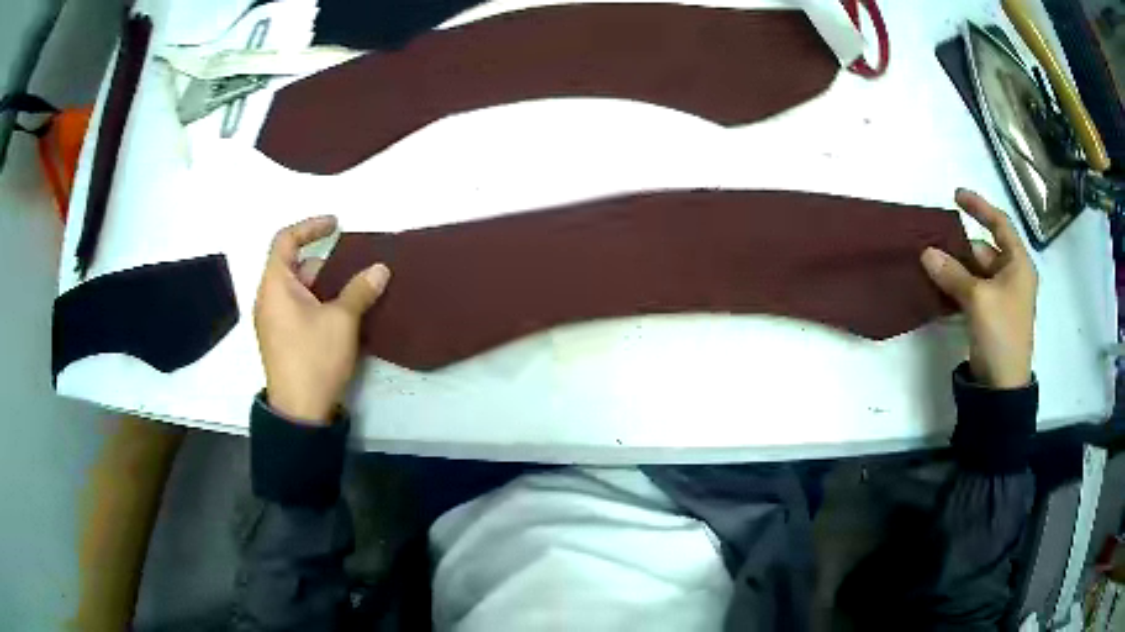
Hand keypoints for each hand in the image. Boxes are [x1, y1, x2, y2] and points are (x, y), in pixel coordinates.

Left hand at [254, 216, 389, 423]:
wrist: (299, 412)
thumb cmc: (314, 358)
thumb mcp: (342, 321)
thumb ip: (359, 290)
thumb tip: (380, 269)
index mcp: (275, 285)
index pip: (285, 240)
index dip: (310, 226)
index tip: (336, 225)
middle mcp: (268, 298)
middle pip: (293, 265)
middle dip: (323, 260)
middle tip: (352, 265)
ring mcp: (272, 320)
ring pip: (296, 288)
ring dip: (322, 284)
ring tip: (352, 289)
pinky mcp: (279, 338)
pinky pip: (296, 307)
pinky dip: (316, 301)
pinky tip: (339, 313)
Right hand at [920, 189, 1037, 388]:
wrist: (1003, 388)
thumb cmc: (1001, 335)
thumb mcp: (978, 299)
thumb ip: (952, 273)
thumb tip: (926, 252)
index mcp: (1019, 264)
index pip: (1000, 224)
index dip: (979, 207)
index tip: (955, 195)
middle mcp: (1012, 276)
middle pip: (985, 249)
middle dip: (960, 246)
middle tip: (934, 241)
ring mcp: (1002, 298)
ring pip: (976, 272)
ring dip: (956, 268)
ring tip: (930, 263)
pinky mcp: (991, 316)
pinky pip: (972, 291)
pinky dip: (957, 287)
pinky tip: (939, 287)